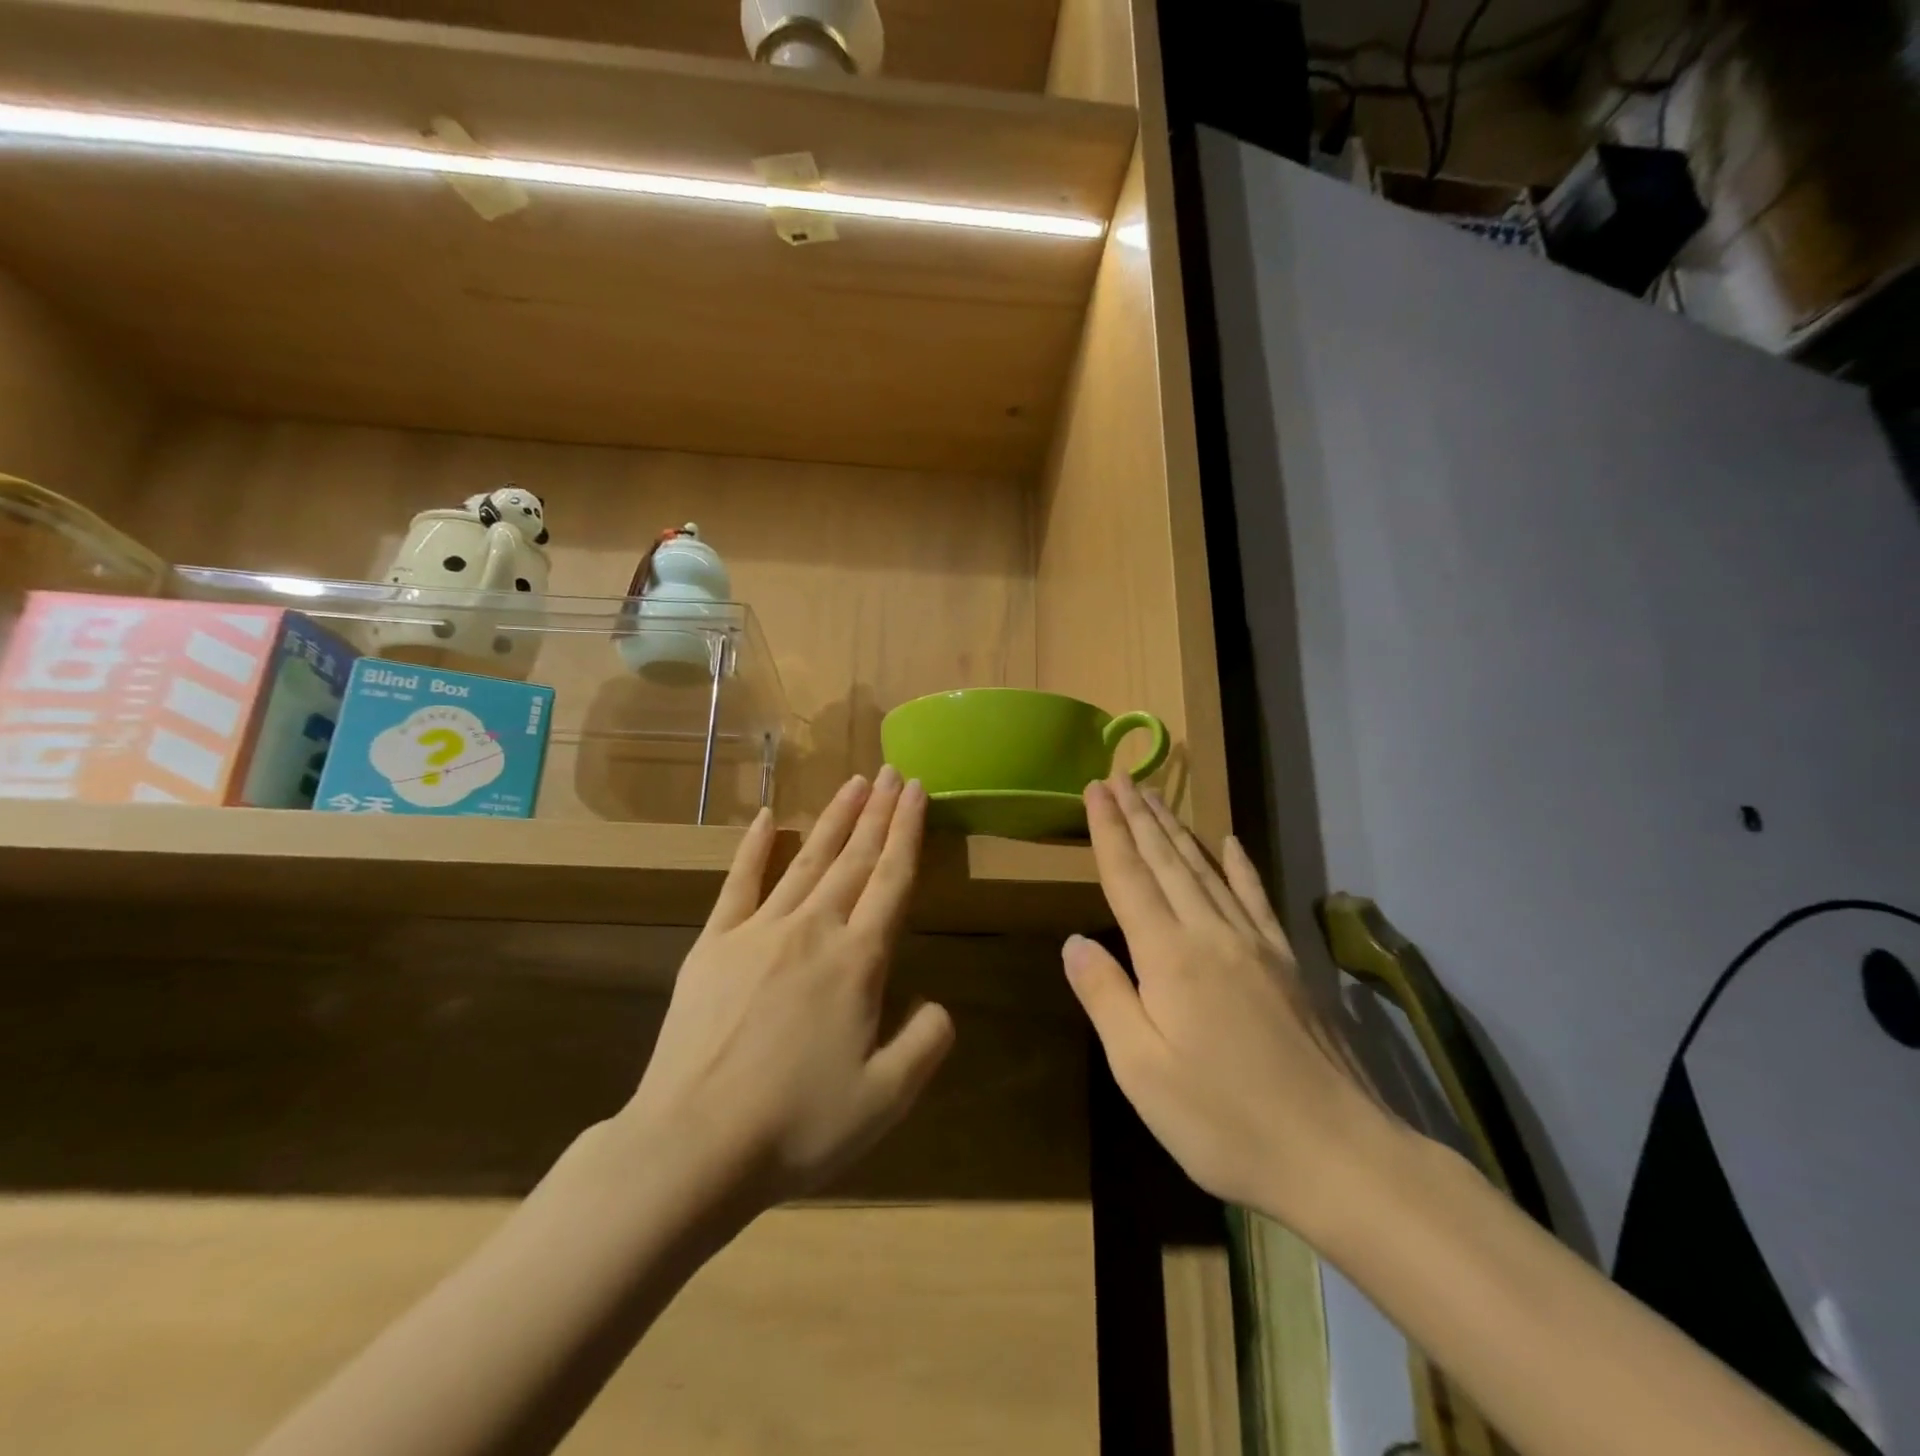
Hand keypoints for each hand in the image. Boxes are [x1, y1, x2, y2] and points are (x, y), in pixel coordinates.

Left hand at [625, 768, 954, 1209]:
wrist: (693, 1146)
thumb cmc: (798, 1126)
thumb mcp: (886, 1098)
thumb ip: (926, 1041)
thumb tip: (936, 1003)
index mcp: (857, 961)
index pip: (892, 879)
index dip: (908, 831)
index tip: (917, 790)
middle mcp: (813, 930)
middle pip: (854, 858)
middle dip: (878, 811)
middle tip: (892, 771)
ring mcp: (758, 932)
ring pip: (807, 860)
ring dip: (834, 819)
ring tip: (854, 783)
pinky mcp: (712, 945)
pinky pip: (738, 885)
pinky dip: (753, 849)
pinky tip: (768, 818)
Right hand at [1063, 776, 1402, 1231]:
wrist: (1337, 1155)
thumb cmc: (1223, 1121)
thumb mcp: (1141, 1070)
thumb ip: (1106, 998)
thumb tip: (1074, 941)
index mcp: (1169, 957)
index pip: (1129, 878)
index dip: (1109, 831)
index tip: (1095, 788)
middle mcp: (1211, 934)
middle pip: (1166, 862)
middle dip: (1138, 816)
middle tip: (1119, 777)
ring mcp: (1255, 945)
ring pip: (1206, 869)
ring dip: (1175, 830)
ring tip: (1155, 797)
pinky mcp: (1287, 963)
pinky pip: (1256, 897)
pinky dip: (1240, 864)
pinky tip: (1230, 842)